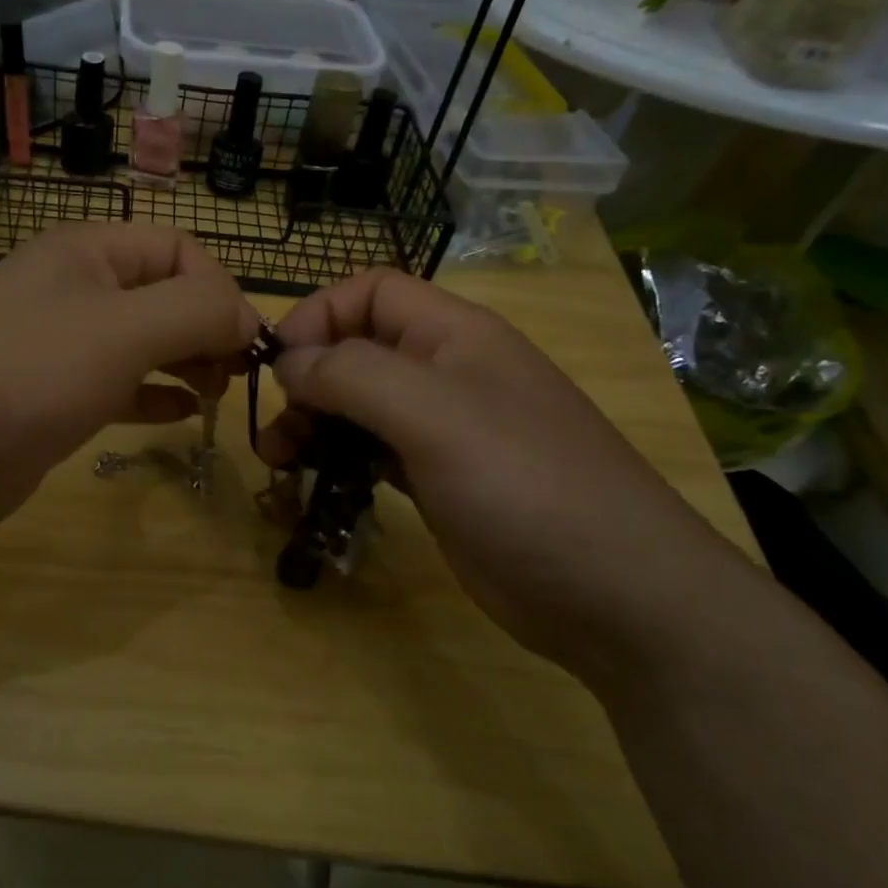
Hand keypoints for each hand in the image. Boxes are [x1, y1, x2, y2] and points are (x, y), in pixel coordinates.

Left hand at [0, 224, 256, 540]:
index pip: (177, 249)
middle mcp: (72, 290)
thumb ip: (196, 311)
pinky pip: (117, 386)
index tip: (245, 343)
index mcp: (86, 253)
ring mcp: (58, 346)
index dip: (220, 289)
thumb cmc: (26, 374)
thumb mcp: (122, 330)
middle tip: (236, 373)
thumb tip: (246, 316)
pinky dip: (153, 395)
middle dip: (206, 328)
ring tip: (218, 392)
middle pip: (161, 295)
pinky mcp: (50, 399)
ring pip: (141, 342)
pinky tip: (183, 414)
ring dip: (185, 361)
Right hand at [260, 269, 749, 687]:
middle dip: (307, 379)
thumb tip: (289, 362)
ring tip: (278, 461)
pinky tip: (316, 485)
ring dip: (314, 424)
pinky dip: (338, 460)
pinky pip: (373, 454)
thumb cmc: (525, 485)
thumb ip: (354, 375)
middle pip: (358, 350)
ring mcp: (444, 432)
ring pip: (360, 407)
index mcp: (454, 336)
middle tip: (273, 429)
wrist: (614, 594)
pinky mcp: (437, 482)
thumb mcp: (435, 415)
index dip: (319, 316)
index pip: (371, 293)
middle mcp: (446, 374)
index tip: (279, 366)